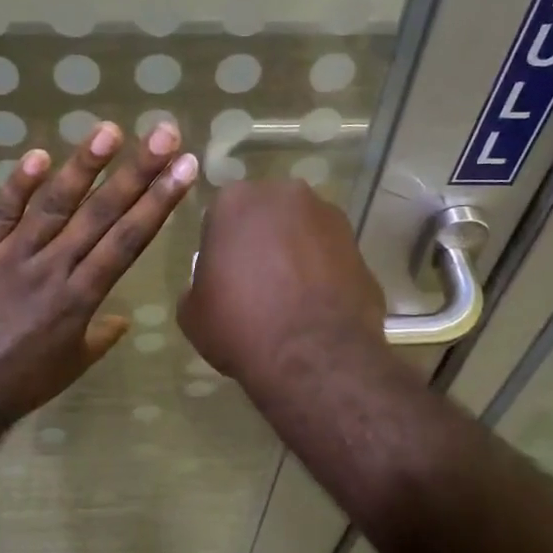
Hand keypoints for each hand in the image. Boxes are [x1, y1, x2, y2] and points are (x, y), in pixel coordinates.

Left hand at [0, 121, 197, 420]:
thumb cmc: (21, 384)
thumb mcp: (72, 365)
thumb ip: (99, 336)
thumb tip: (120, 318)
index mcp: (81, 298)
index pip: (128, 241)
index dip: (159, 202)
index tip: (183, 169)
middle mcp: (52, 269)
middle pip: (100, 214)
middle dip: (136, 172)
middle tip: (162, 133)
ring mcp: (10, 258)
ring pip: (52, 206)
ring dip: (83, 167)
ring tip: (109, 131)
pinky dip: (17, 186)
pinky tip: (38, 156)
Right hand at [178, 180, 384, 388]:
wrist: (313, 357)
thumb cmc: (240, 326)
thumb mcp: (192, 312)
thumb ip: (198, 283)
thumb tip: (213, 284)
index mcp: (236, 201)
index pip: (220, 217)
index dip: (220, 248)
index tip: (221, 277)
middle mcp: (286, 195)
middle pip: (266, 216)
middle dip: (261, 241)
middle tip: (255, 283)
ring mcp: (330, 218)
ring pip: (302, 232)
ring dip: (295, 254)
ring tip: (290, 297)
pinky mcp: (360, 246)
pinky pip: (330, 257)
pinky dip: (323, 274)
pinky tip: (315, 307)